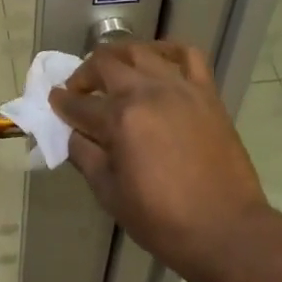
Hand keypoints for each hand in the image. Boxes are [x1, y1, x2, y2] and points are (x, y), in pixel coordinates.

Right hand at [51, 42, 272, 281]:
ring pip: (140, 51)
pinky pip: (187, 54)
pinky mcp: (206, 92)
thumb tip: (74, 134)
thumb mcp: (111, 195)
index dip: (62, 103)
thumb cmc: (163, 221)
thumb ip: (86, 157)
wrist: (227, 231)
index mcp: (120, 119)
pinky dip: (168, 50)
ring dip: (118, 56)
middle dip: (84, 74)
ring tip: (113, 70)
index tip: (55, 100)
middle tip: (80, 90)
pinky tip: (157, 60)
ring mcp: (179, 87)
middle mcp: (146, 92)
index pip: (79, 104)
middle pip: (105, 64)